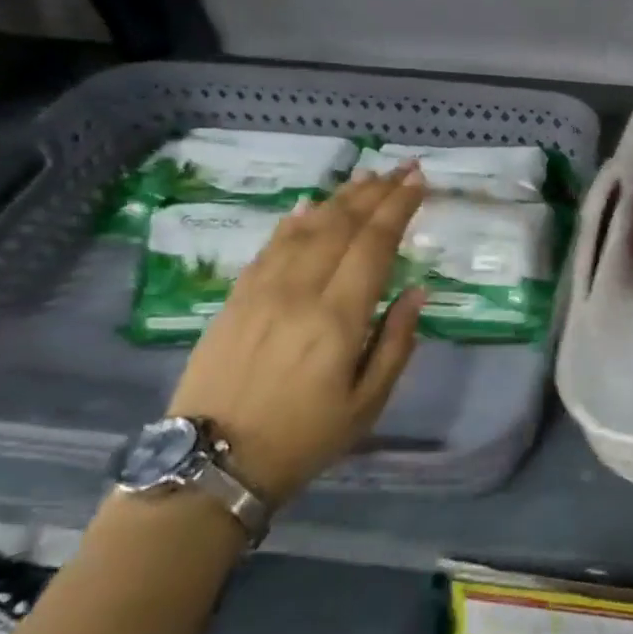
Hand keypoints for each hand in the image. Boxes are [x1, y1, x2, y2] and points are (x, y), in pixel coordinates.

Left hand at [165, 168, 427, 503]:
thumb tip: (418, 291)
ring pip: (306, 228)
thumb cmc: (305, 438)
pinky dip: (296, 221)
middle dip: (376, 192)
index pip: (374, 244)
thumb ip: (397, 342)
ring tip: (368, 178)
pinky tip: (311, 206)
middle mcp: (299, 292)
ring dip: (341, 198)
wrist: (212, 464)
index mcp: (338, 318)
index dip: (398, 208)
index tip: (420, 181)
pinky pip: (270, 246)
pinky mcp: (235, 299)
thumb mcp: (368, 403)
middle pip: (342, 225)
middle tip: (403, 168)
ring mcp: (261, 291)